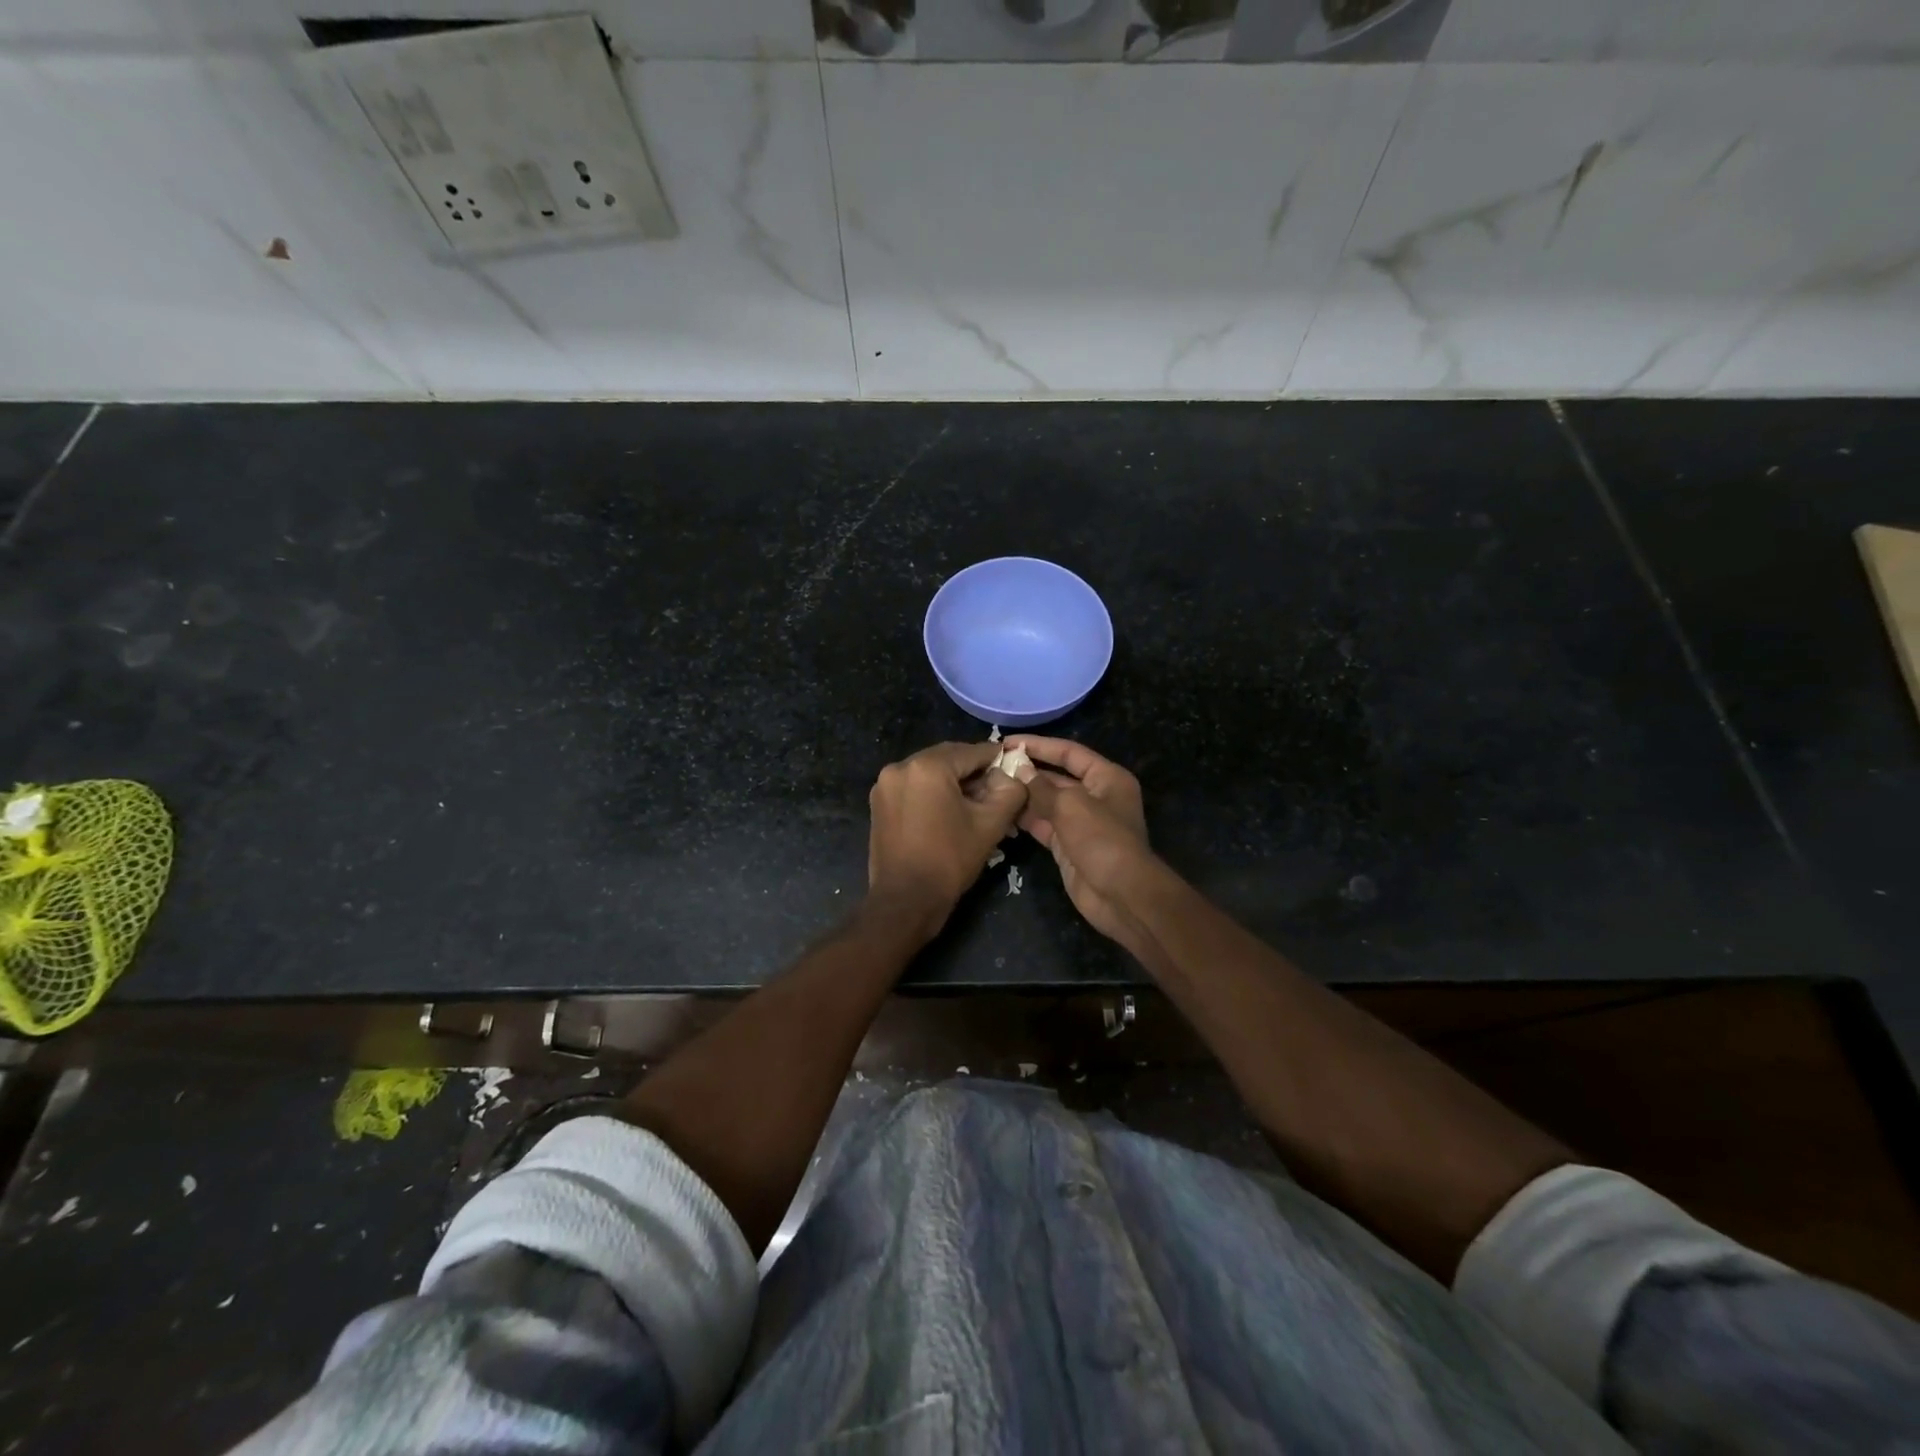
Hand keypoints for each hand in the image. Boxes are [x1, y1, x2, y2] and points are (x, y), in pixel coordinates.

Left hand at [867, 741, 1028, 932]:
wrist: (906, 900)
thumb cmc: (950, 860)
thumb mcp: (991, 824)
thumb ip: (1010, 791)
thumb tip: (1011, 776)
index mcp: (927, 766)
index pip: (971, 752)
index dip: (996, 759)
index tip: (1013, 767)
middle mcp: (901, 767)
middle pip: (948, 758)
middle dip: (973, 771)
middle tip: (996, 789)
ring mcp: (885, 784)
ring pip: (929, 772)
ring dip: (952, 782)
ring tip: (974, 804)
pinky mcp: (878, 802)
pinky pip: (913, 787)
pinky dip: (932, 792)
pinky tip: (948, 812)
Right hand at [1006, 737, 1164, 949]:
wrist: (1120, 894)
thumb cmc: (1101, 839)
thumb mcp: (1070, 805)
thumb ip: (1042, 787)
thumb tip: (1020, 770)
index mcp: (1107, 778)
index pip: (1069, 753)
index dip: (1040, 746)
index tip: (1009, 742)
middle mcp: (1096, 796)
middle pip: (1057, 777)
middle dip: (1029, 772)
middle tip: (994, 766)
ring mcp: (1082, 822)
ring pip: (1048, 802)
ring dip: (1024, 795)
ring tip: (992, 787)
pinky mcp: (1069, 845)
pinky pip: (1044, 825)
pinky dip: (1026, 819)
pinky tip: (1002, 812)